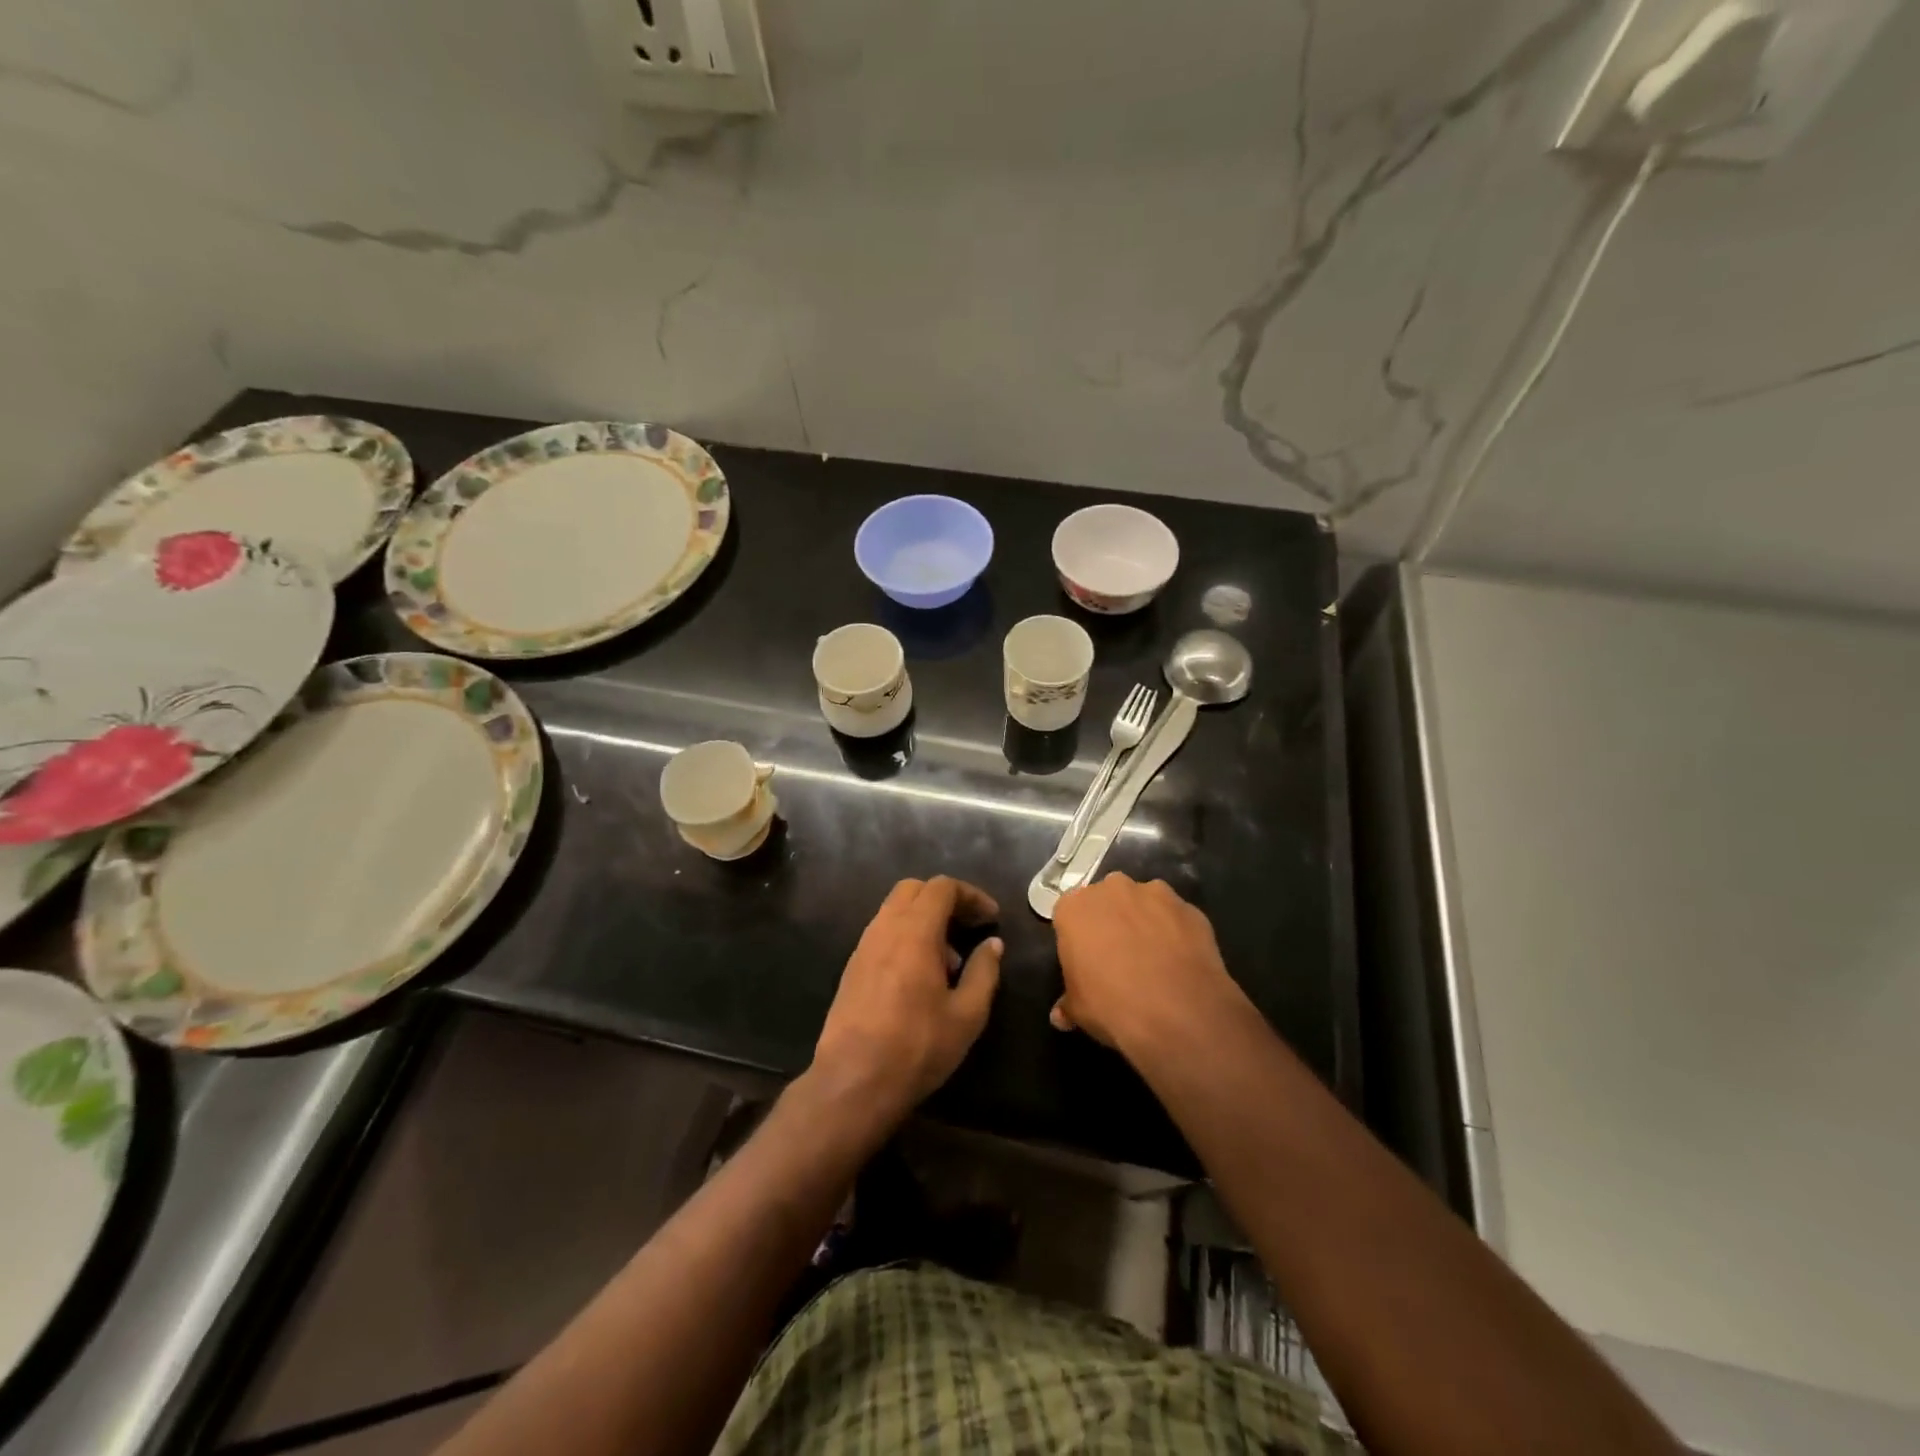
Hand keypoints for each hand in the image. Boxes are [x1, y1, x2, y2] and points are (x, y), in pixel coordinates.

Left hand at [811, 877, 1002, 1119]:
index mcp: (914, 931)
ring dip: (924, 920)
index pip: (942, 887)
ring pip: (895, 910)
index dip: (971, 895)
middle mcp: (884, 928)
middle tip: (969, 926)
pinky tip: (920, 976)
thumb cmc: (917, 1046)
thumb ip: (984, 972)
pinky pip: (883, 932)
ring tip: (949, 961)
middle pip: (914, 889)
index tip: (991, 917)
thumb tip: (993, 943)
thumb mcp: (967, 1014)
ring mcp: (863, 946)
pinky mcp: (852, 967)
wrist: (852, 1081)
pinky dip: (906, 936)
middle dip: (945, 900)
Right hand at [1051, 873, 1252, 1059]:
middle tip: (1118, 957)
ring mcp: (1156, 894)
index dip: (1078, 938)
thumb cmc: (1113, 1007)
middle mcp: (1113, 889)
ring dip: (1145, 922)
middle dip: (1111, 921)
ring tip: (1155, 960)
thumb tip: (1061, 1015)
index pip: (1069, 915)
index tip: (1086, 961)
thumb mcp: (1079, 1011)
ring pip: (1145, 903)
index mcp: (1075, 907)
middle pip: (1107, 900)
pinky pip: (1176, 918)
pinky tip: (1181, 963)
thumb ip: (1068, 1003)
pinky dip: (1176, 933)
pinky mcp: (1190, 909)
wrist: (1180, 1016)